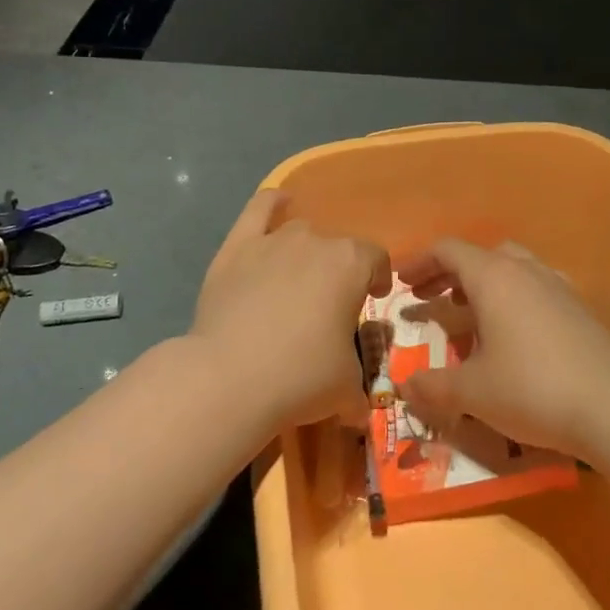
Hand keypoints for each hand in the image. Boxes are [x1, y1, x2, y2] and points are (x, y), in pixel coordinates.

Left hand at [192, 190, 390, 426]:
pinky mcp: (237, 247)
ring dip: (307, 251)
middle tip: (328, 306)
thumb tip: (358, 407)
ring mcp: (273, 240)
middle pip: (337, 248)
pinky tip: (279, 203)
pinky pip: (260, 209)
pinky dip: (272, 203)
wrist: (230, 377)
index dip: (379, 279)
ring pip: (300, 233)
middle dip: (339, 272)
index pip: (376, 259)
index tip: (373, 299)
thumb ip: (359, 385)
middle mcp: (316, 241)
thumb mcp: (347, 388)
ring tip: (298, 279)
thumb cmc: (300, 378)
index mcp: (351, 265)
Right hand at [396, 239, 609, 458]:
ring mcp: (556, 286)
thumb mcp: (472, 392)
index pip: (448, 250)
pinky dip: (513, 299)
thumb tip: (405, 387)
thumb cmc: (530, 389)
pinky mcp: (578, 308)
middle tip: (429, 298)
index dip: (419, 262)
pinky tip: (512, 332)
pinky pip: (535, 289)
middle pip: (479, 256)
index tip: (400, 282)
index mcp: (493, 277)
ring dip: (483, 285)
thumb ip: (433, 386)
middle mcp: (525, 271)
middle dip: (449, 274)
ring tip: (468, 315)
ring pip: (510, 269)